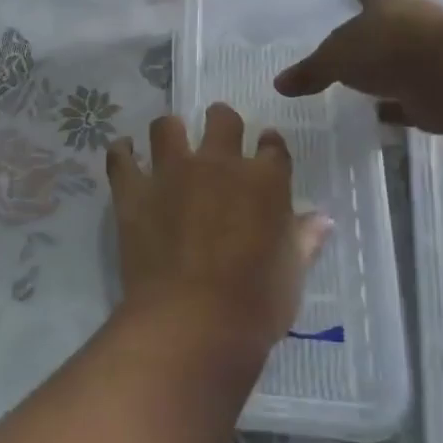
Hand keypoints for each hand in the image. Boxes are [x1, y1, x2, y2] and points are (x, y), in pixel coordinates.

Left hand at [107, 104, 329, 366]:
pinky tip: (125, 155)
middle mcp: (218, 164)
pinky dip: (123, 153)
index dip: (269, 145)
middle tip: (218, 137)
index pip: (272, 146)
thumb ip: (304, 240)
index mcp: (265, 181)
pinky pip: (121, 158)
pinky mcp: (133, 191)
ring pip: (167, 126)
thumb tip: (322, 219)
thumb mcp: (292, 275)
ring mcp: (172, 173)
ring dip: (170, 131)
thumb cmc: (255, 304)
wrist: (192, 322)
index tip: (265, 149)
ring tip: (170, 144)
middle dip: (222, 122)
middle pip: (222, 119)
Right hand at [275, 0, 442, 129]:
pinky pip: (416, 91)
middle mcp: (414, 16)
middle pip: (390, 21)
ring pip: (405, 56)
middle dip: (372, 35)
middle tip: (347, 52)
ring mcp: (434, 49)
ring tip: (362, 85)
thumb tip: (279, 83)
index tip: (346, 6)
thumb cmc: (386, 48)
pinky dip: (400, 102)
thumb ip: (309, 71)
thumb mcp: (335, 58)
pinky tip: (382, 114)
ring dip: (388, 69)